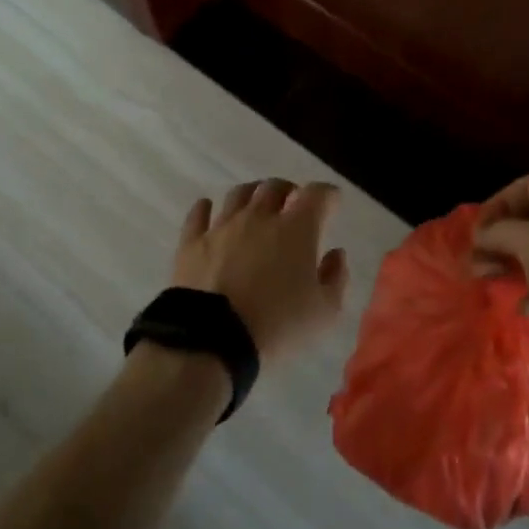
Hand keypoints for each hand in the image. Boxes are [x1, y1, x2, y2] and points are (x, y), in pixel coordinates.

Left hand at [172, 179, 349, 362]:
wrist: (212, 341)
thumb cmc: (277, 325)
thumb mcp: (324, 313)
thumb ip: (336, 278)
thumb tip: (336, 254)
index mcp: (297, 228)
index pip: (317, 194)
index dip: (328, 194)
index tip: (332, 202)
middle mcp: (260, 216)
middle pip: (275, 187)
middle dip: (289, 190)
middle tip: (293, 203)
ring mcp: (223, 226)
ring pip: (239, 194)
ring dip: (252, 194)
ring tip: (256, 203)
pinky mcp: (192, 243)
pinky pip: (198, 215)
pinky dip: (205, 208)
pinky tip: (207, 208)